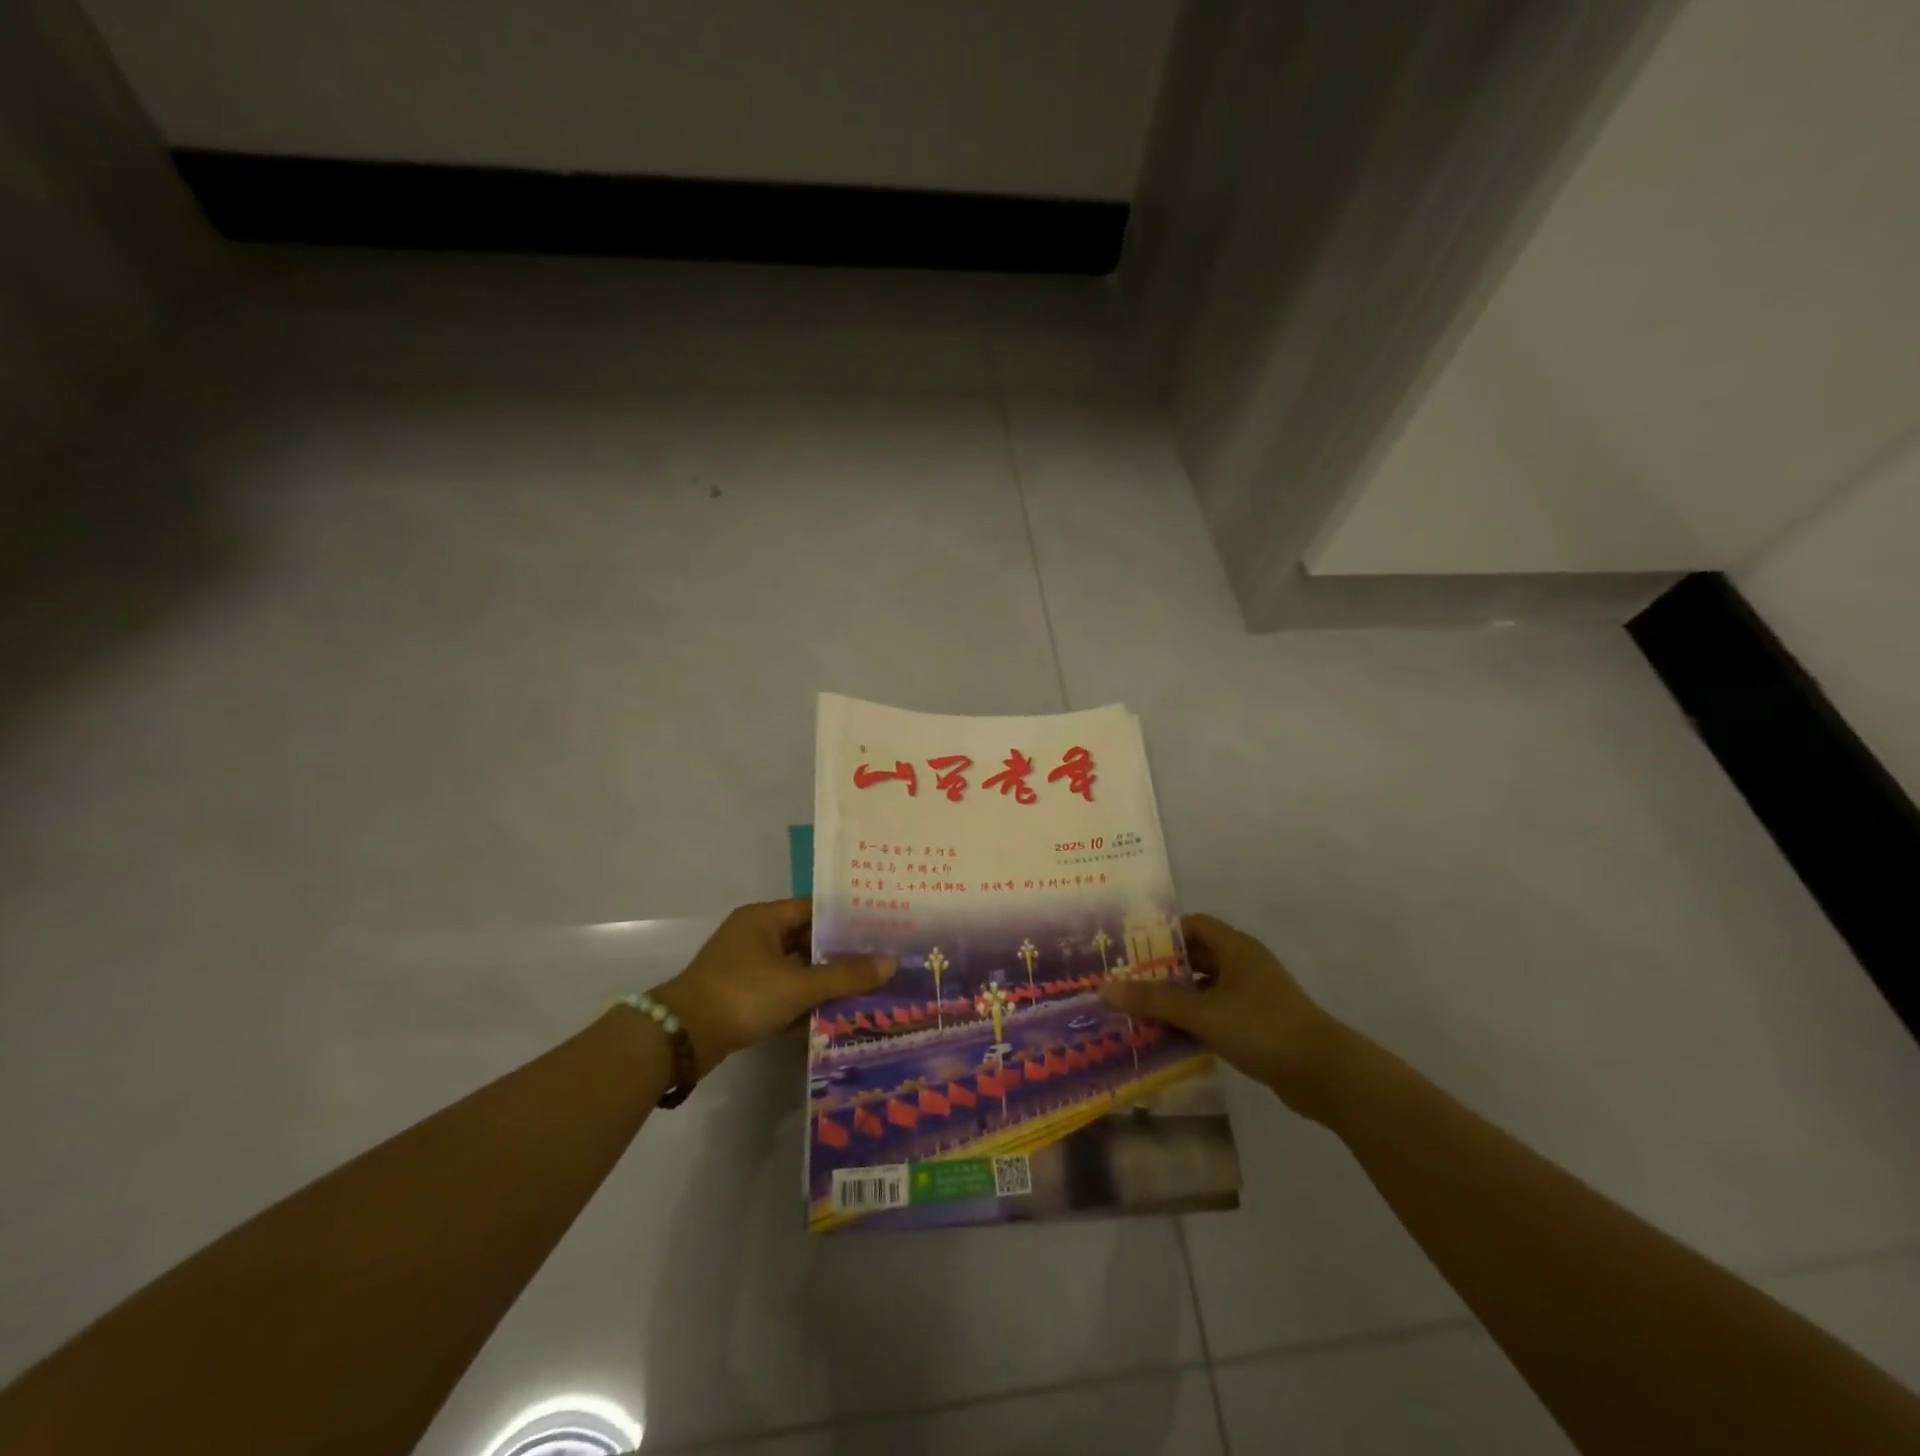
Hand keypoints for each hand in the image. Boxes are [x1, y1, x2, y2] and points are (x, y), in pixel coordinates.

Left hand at [655, 898, 893, 1076]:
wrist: (681, 1039)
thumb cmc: (742, 995)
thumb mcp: (798, 985)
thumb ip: (845, 975)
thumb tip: (891, 963)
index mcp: (764, 918)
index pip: (814, 909)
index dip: (846, 919)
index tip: (878, 929)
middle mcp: (754, 936)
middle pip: (806, 940)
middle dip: (839, 954)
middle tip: (877, 962)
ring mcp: (745, 967)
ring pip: (795, 969)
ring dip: (822, 982)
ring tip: (863, 991)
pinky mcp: (740, 996)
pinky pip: (781, 992)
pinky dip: (802, 1003)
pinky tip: (831, 1018)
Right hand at [1099, 912, 1352, 1118]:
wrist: (1324, 1074)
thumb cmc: (1261, 1028)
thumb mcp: (1202, 1013)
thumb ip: (1155, 1000)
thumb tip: (1105, 988)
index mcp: (1235, 948)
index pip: (1193, 925)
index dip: (1162, 934)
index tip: (1131, 949)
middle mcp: (1244, 964)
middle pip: (1197, 956)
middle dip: (1163, 969)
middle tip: (1128, 982)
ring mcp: (1253, 995)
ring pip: (1206, 987)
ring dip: (1178, 998)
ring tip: (1141, 1010)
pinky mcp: (1258, 1024)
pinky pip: (1217, 1012)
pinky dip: (1195, 1019)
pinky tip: (1171, 1036)